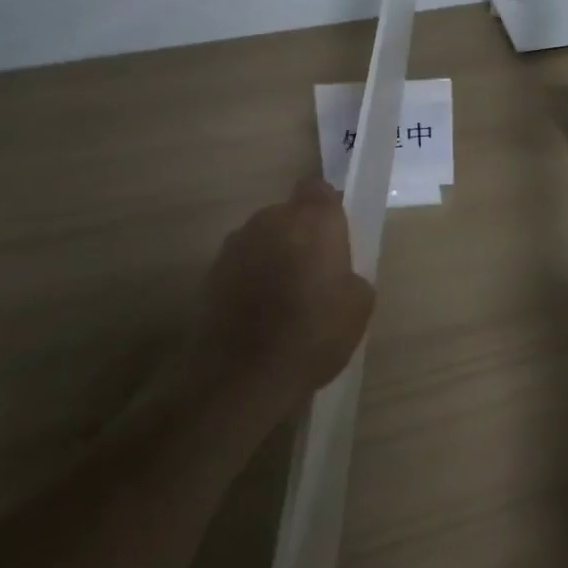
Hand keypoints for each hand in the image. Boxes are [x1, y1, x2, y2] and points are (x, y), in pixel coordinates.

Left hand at [194, 178, 375, 402]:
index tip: (334, 238)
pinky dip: (247, 281)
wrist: (241, 377)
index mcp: (313, 219)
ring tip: (280, 300)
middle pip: (288, 215)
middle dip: (298, 237)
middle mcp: (271, 219)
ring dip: (271, 258)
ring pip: (261, 240)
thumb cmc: (312, 333)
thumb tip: (339, 276)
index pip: (319, 190)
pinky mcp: (209, 273)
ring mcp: (235, 244)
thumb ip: (350, 276)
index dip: (327, 210)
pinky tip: (256, 316)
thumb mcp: (358, 307)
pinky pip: (239, 267)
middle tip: (312, 274)